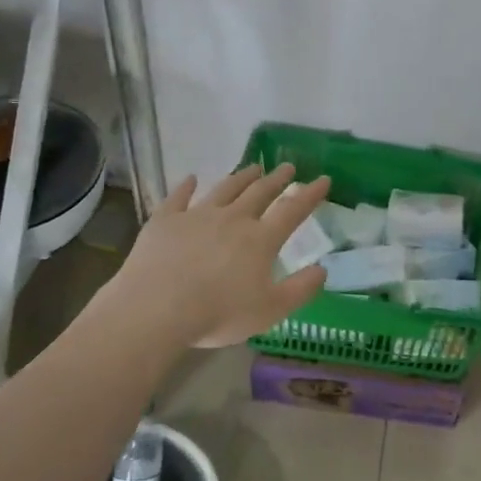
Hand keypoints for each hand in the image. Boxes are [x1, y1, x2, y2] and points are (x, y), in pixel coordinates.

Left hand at [107, 163, 331, 347]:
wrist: (156, 309)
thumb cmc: (218, 313)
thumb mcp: (270, 311)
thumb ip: (300, 289)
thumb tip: (322, 270)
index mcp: (260, 240)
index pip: (292, 210)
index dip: (310, 194)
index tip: (323, 179)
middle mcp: (232, 219)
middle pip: (259, 192)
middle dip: (277, 179)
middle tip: (288, 167)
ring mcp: (197, 216)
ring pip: (225, 189)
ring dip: (241, 177)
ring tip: (253, 167)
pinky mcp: (165, 221)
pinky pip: (178, 198)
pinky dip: (186, 186)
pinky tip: (191, 179)